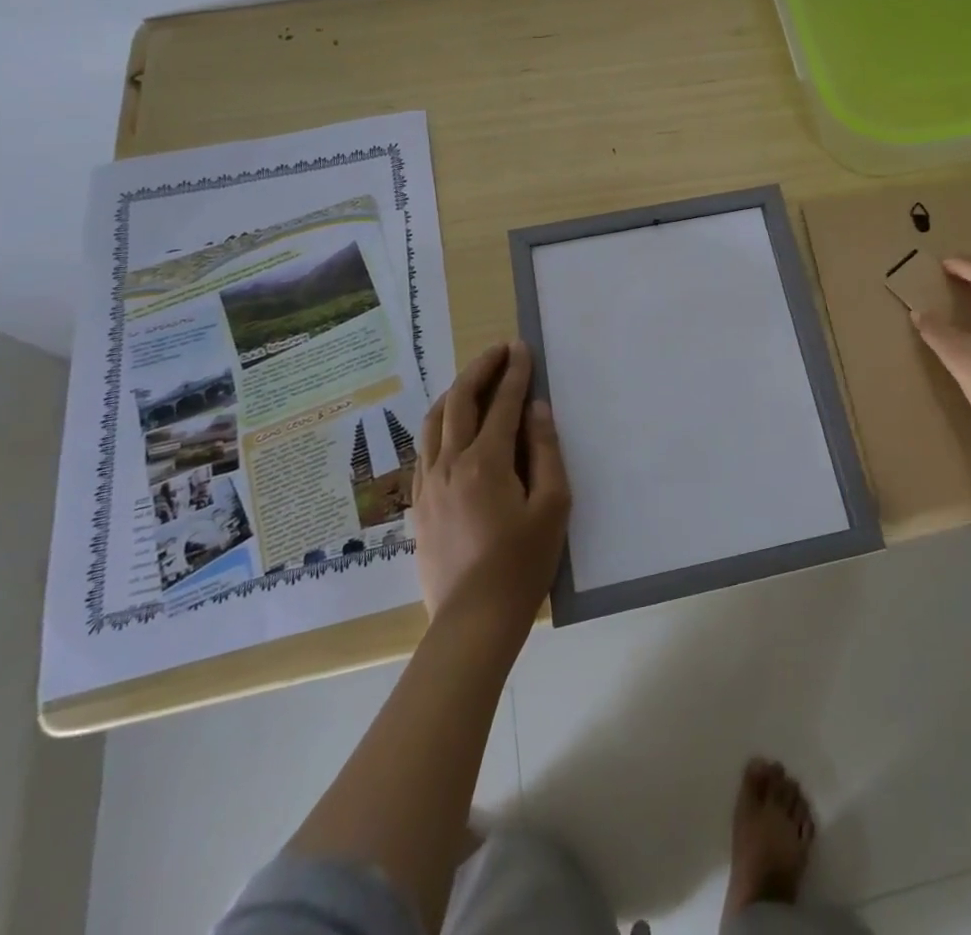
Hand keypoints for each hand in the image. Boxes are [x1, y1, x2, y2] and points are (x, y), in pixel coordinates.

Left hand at [411, 341, 569, 631]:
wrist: (473, 621)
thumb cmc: (522, 564)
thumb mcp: (552, 506)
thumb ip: (545, 451)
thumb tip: (536, 408)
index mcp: (486, 462)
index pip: (502, 403)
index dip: (514, 372)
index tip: (522, 348)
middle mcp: (450, 464)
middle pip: (460, 402)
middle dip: (480, 370)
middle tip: (498, 351)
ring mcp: (428, 484)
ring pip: (433, 422)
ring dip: (455, 393)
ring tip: (473, 380)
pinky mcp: (418, 505)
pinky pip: (424, 450)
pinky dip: (438, 425)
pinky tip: (450, 428)